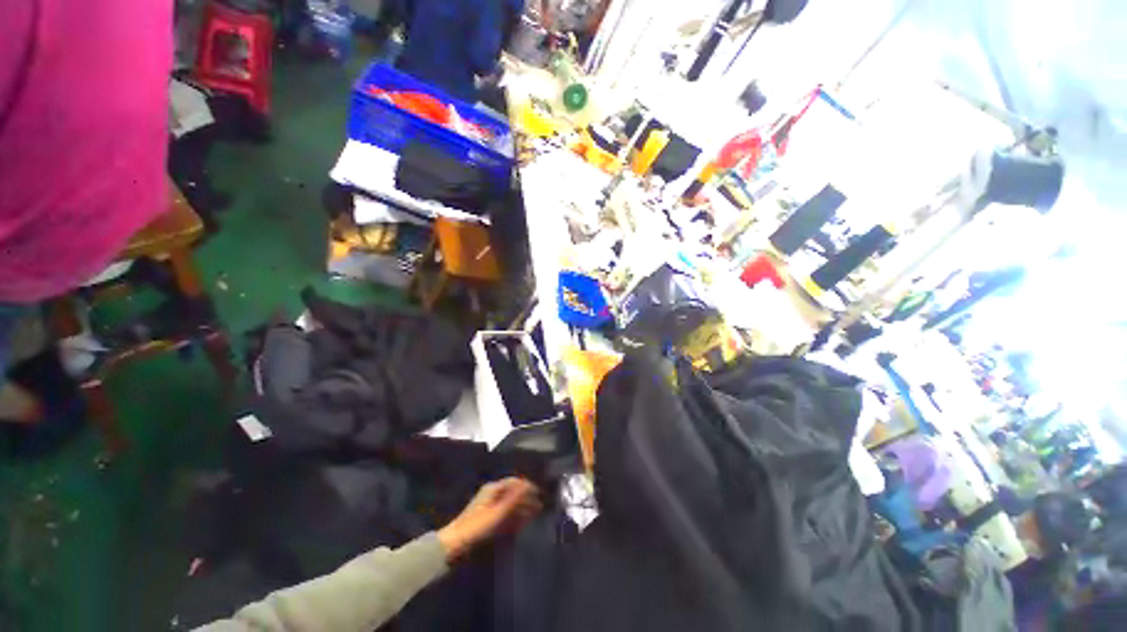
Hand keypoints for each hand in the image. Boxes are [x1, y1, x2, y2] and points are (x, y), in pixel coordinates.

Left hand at [437, 478, 541, 561]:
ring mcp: (488, 507)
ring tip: (534, 515)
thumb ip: (514, 498)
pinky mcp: (486, 519)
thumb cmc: (477, 526)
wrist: (454, 544)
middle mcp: (491, 494)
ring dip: (522, 508)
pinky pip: (504, 514)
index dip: (528, 487)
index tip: (540, 493)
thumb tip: (528, 485)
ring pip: (509, 504)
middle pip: (512, 493)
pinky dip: (514, 517)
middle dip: (526, 498)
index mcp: (493, 488)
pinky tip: (521, 524)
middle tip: (540, 505)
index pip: (515, 482)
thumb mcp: (498, 512)